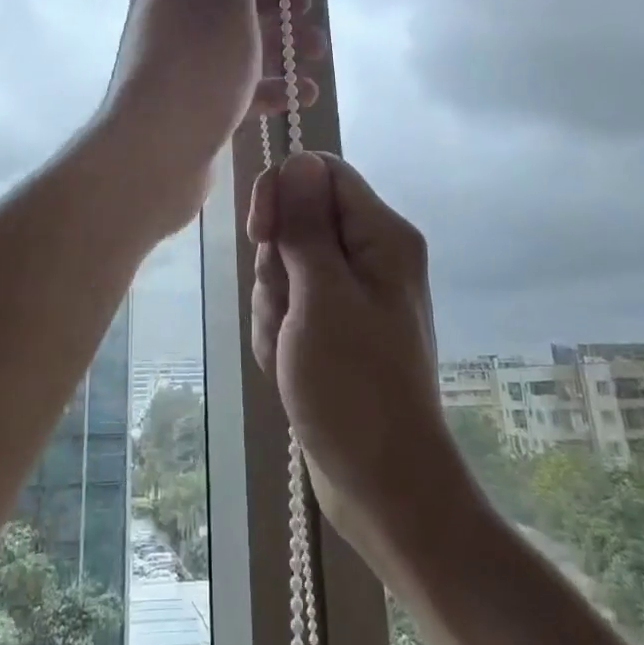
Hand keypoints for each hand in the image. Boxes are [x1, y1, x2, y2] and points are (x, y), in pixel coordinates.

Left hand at [94, 0, 326, 234]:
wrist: (156, 153)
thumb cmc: (195, 64)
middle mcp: (172, 24)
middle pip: (231, 6)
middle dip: (277, 11)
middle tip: (312, 21)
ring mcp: (183, 70)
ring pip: (239, 49)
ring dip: (281, 50)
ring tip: (316, 59)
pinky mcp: (195, 109)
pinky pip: (238, 90)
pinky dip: (270, 89)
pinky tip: (301, 96)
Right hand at [249, 153, 467, 567]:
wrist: (382, 484)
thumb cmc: (354, 386)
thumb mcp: (321, 295)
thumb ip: (306, 224)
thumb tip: (298, 160)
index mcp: (382, 235)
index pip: (321, 172)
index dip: (283, 192)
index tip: (261, 235)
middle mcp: (370, 255)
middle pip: (298, 221)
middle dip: (277, 265)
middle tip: (290, 312)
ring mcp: (351, 293)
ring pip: (285, 266)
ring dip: (274, 305)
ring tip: (291, 349)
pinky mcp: (333, 326)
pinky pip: (289, 304)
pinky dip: (279, 331)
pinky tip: (289, 366)